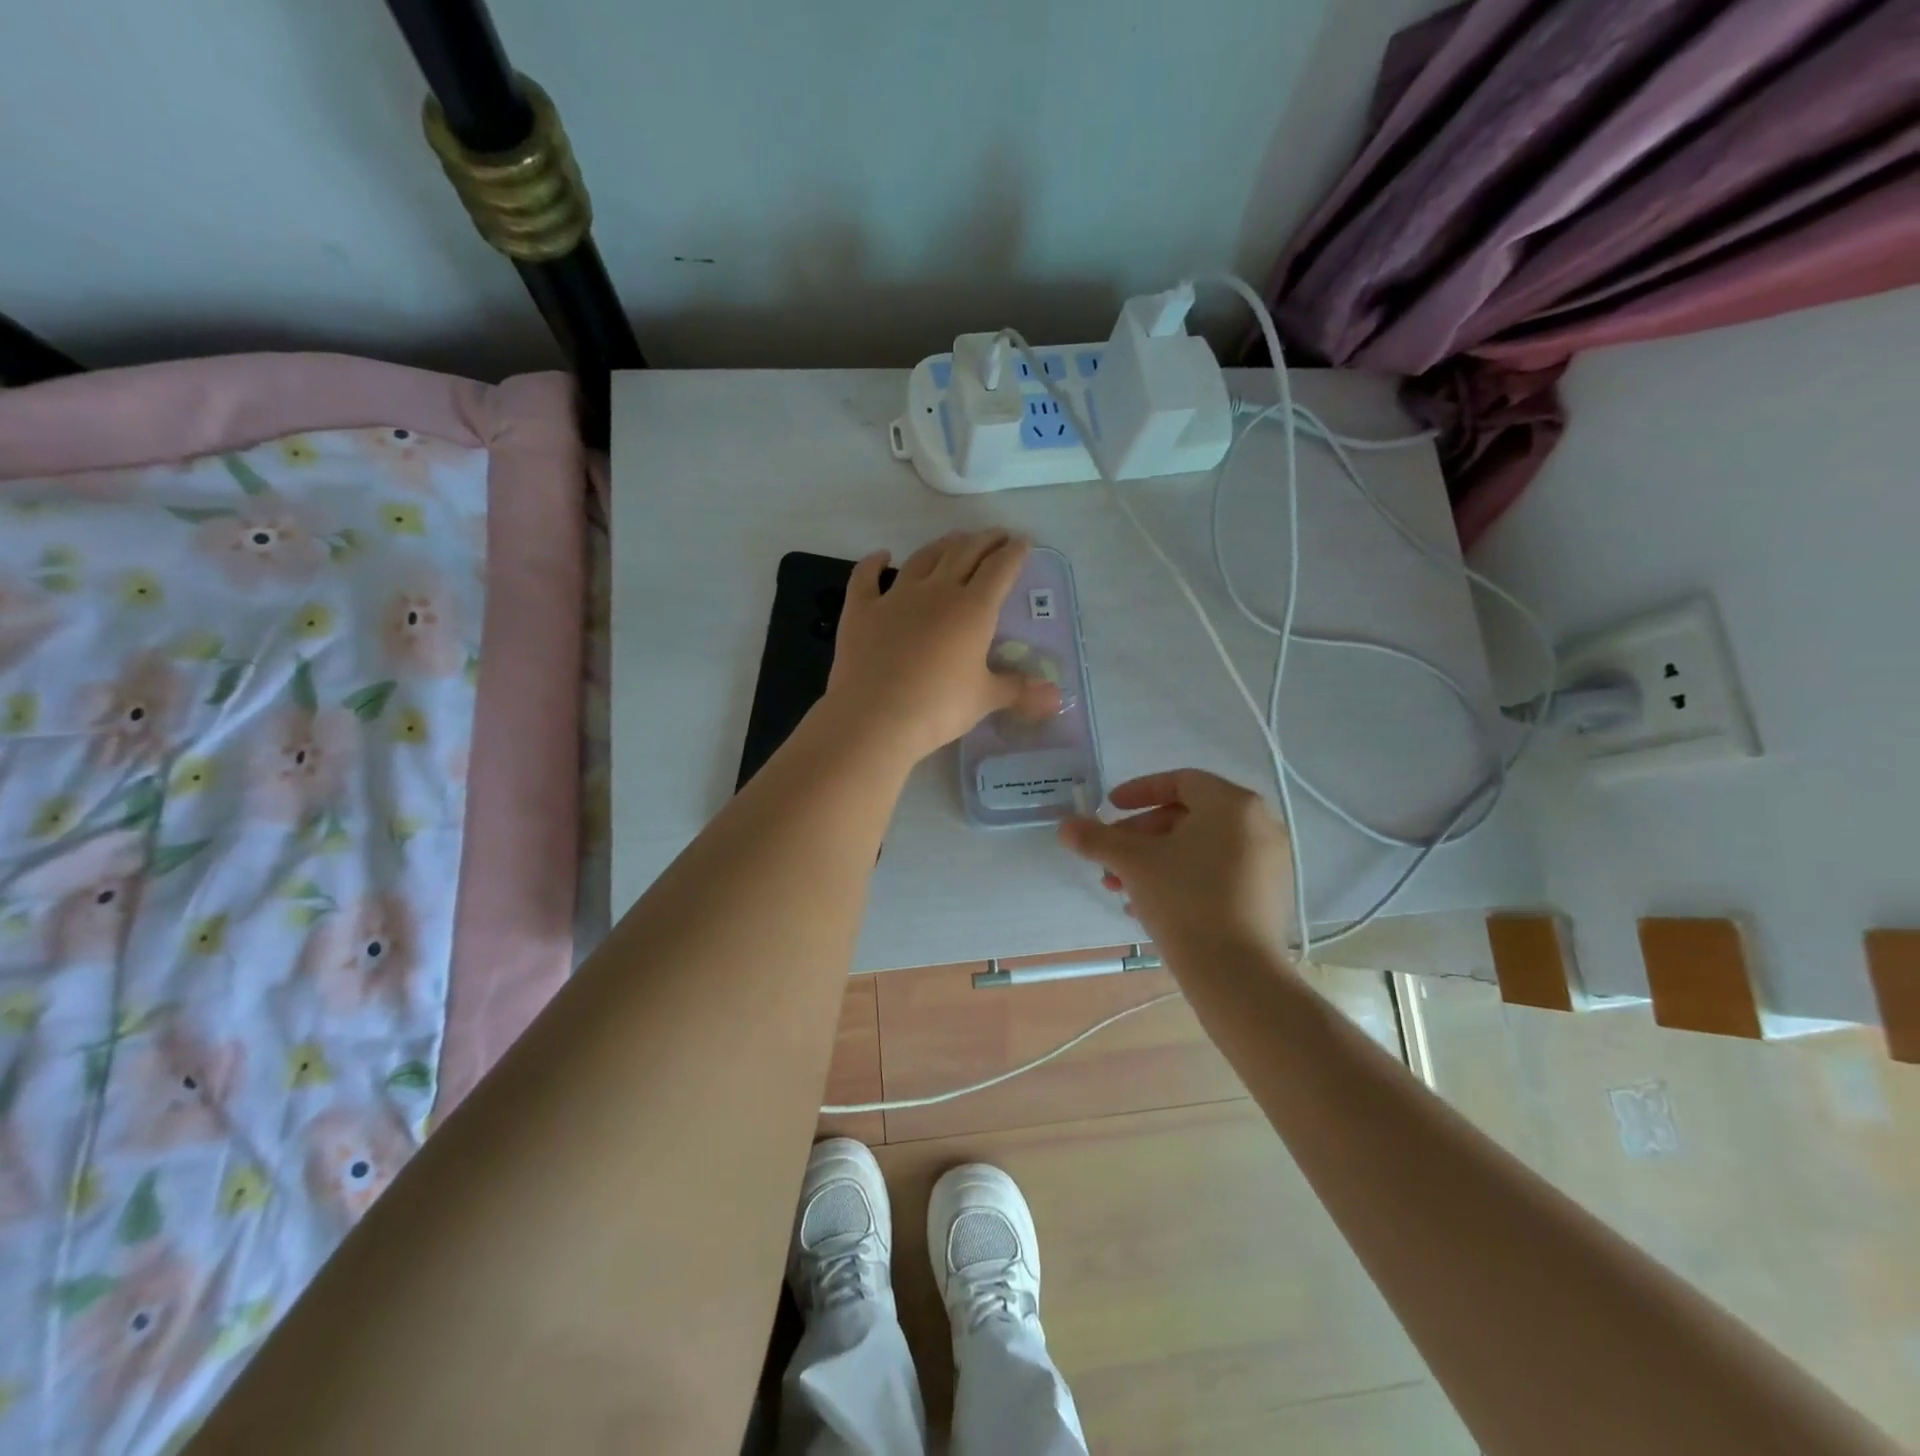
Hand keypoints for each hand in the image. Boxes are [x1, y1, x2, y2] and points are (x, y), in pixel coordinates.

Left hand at [822, 530, 1060, 764]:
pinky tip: (882, 555)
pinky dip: (874, 562)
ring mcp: (896, 597)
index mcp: (973, 609)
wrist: (875, 717)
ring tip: (954, 540)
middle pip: (964, 553)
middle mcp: (937, 592)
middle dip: (984, 540)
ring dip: (942, 545)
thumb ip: (1018, 690)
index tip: (1023, 542)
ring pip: (923, 558)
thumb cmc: (938, 707)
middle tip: (996, 536)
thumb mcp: (985, 699)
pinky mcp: (861, 610)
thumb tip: (1056, 697)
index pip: (1000, 568)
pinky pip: (866, 577)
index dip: (1014, 552)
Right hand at [1058, 769, 1296, 957]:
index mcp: (1233, 804)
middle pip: (1188, 816)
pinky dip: (1181, 879)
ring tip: (1120, 888)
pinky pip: (1217, 873)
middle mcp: (1258, 825)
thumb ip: (1096, 839)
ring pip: (1199, 849)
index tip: (1109, 808)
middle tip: (1110, 856)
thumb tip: (1064, 825)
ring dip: (1155, 861)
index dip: (1139, 791)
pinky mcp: (1267, 897)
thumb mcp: (1133, 863)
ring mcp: (1268, 863)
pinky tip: (1148, 907)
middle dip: (1140, 835)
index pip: (1180, 781)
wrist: (1237, 974)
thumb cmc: (1186, 900)